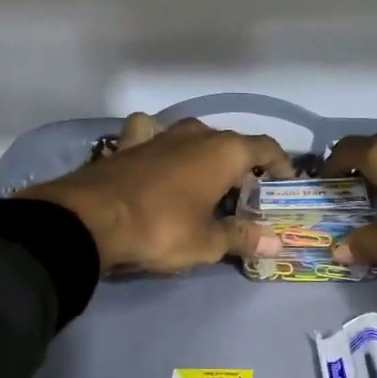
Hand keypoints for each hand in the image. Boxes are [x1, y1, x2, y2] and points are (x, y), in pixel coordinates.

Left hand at [23, 114, 294, 273]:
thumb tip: (275, 243)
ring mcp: (160, 135)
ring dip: (204, 153)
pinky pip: (152, 134)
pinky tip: (157, 156)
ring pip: (193, 136)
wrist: (91, 220)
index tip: (285, 182)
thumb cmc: (162, 229)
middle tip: (245, 195)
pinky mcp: (128, 144)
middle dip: (242, 166)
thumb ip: (243, 238)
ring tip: (205, 179)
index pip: (265, 147)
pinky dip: (160, 142)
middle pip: (230, 143)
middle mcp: (196, 134)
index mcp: (224, 152)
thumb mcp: (208, 242)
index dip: (280, 164)